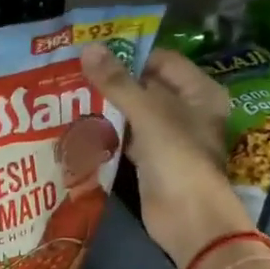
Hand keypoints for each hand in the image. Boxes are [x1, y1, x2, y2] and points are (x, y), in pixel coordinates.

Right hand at [81, 43, 252, 268]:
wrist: (188, 219)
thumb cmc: (177, 157)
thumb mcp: (148, 113)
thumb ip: (117, 82)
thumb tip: (88, 48)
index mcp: (199, 92)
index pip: (161, 60)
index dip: (130, 54)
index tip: (92, 51)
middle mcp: (187, 110)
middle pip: (146, 86)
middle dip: (113, 81)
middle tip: (73, 71)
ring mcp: (169, 138)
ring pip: (134, 114)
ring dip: (108, 107)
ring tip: (70, 93)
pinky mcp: (152, 161)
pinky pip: (127, 139)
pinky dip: (108, 133)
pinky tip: (80, 124)